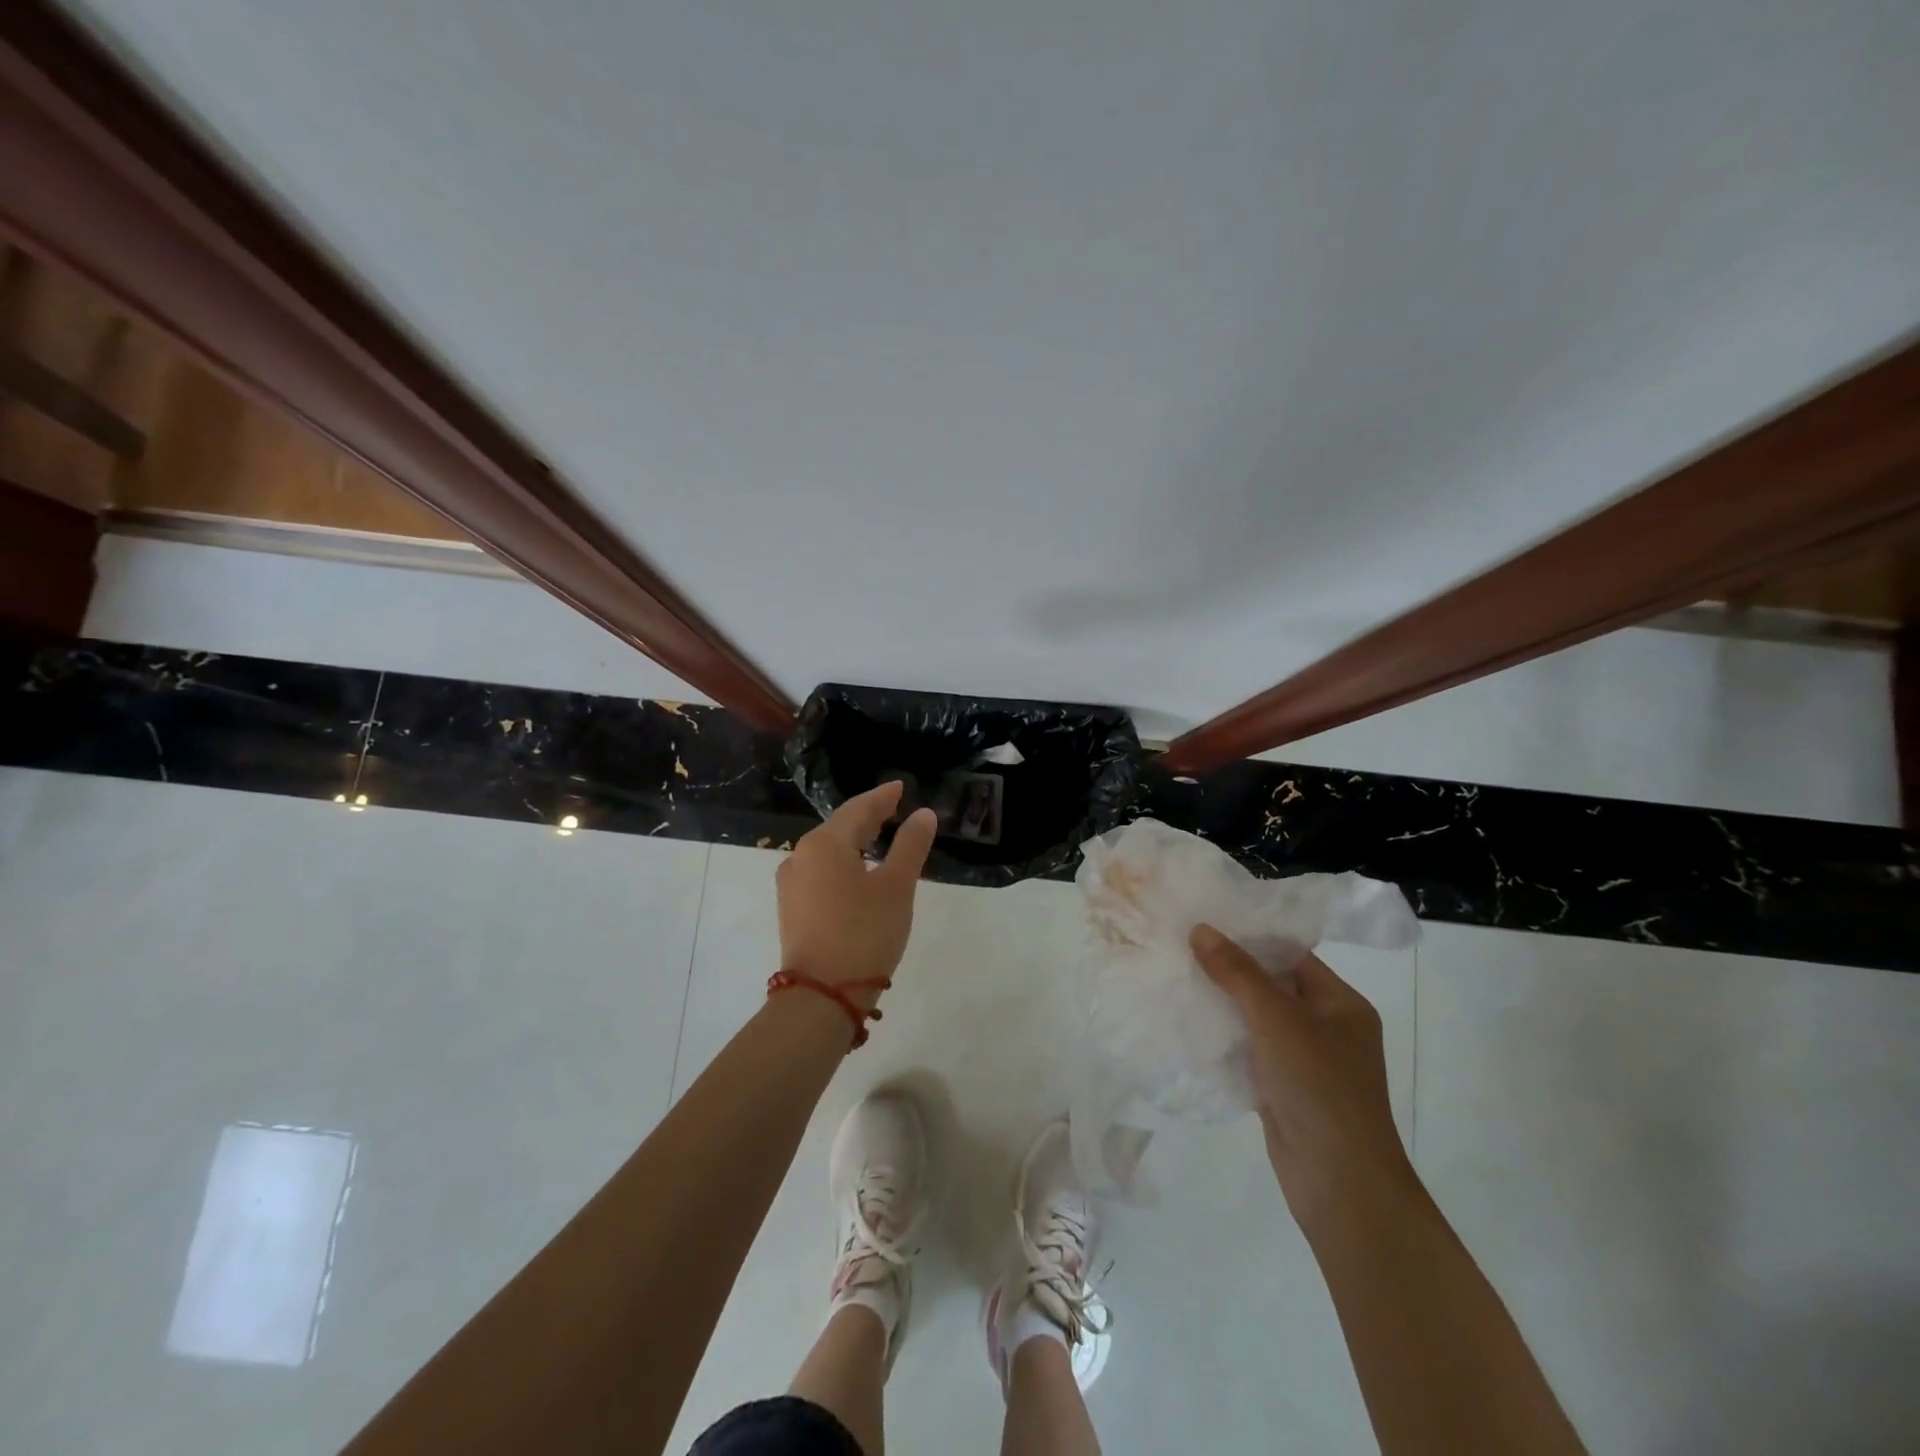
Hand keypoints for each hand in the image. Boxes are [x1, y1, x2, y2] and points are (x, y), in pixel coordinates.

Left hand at [777, 782, 937, 1004]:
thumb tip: (923, 814)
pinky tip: (859, 872)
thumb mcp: (897, 886)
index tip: (901, 787)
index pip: (859, 808)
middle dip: (869, 817)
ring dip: (855, 842)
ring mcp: (792, 884)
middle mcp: (801, 856)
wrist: (822, 994)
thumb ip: (911, 845)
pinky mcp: (792, 908)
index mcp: (825, 843)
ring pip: (829, 850)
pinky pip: (821, 872)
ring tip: (881, 839)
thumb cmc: (864, 932)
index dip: (883, 797)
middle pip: (840, 827)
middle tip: (895, 809)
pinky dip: (843, 864)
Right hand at [1190, 924, 1413, 1234]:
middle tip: (1183, 946)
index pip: (1292, 955)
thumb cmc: (1319, 1088)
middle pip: (1273, 985)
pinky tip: (1190, 1024)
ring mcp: (1306, 1061)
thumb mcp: (1277, 1019)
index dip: (1250, 938)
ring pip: (1258, 1020)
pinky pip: (1251, 1051)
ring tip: (1178, 977)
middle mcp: (1327, 1028)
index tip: (1206, 922)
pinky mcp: (1284, 1089)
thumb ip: (1238, 973)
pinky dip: (1225, 1038)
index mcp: (1341, 1004)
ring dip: (1224, 1004)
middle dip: (1230, 970)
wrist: (1340, 1184)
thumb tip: (1201, 929)